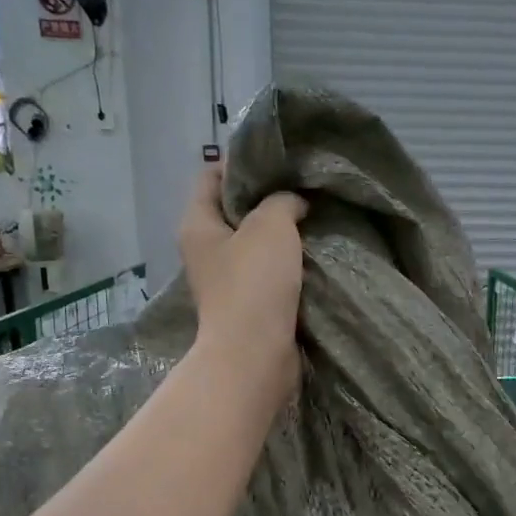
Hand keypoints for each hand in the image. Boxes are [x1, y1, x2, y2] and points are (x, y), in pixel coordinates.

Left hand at [178, 163, 307, 390]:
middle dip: (268, 199)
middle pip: (235, 211)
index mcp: (198, 224)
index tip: (278, 160)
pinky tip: (316, 255)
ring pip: (257, 245)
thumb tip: (292, 204)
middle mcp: (207, 251)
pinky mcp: (250, 306)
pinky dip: (290, 265)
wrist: (256, 356)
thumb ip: (282, 202)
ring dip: (284, 235)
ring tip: (316, 218)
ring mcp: (228, 281)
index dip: (240, 162)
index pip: (211, 176)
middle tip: (304, 188)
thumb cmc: (254, 284)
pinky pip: (271, 275)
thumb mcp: (270, 226)